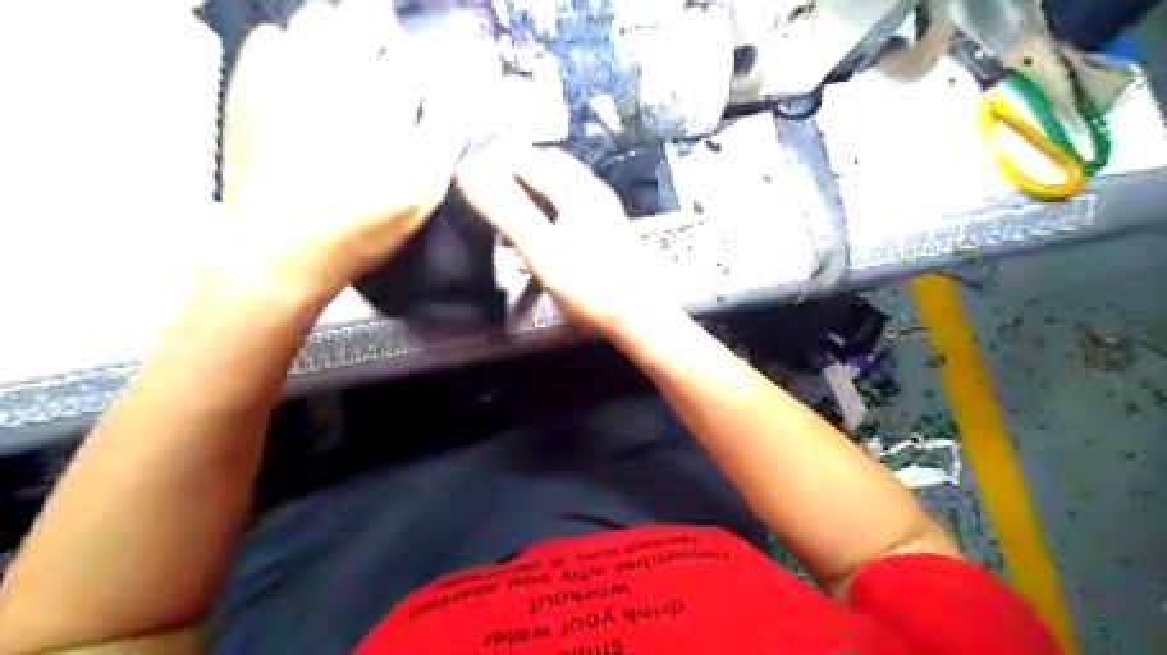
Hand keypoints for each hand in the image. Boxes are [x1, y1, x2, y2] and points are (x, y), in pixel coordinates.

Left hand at [221, 0, 467, 302]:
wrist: (278, 248)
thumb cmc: (361, 229)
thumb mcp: (421, 198)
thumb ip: (443, 141)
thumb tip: (451, 91)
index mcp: (394, 125)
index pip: (420, 65)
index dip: (426, 68)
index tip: (423, 80)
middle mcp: (348, 94)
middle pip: (375, 28)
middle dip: (388, 39)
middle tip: (388, 57)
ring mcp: (294, 82)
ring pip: (324, 18)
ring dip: (344, 30)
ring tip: (347, 56)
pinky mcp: (252, 82)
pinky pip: (275, 34)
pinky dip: (295, 44)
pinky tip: (304, 72)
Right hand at [455, 142, 675, 337]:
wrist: (639, 318)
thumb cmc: (591, 287)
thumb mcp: (543, 251)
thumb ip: (507, 212)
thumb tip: (468, 173)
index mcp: (577, 189)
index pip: (527, 157)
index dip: (494, 160)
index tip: (467, 176)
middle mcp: (592, 192)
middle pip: (546, 166)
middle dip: (512, 172)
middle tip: (484, 191)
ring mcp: (602, 211)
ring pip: (558, 187)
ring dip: (529, 194)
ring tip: (504, 215)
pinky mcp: (606, 231)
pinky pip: (568, 208)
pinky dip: (545, 213)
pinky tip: (536, 240)